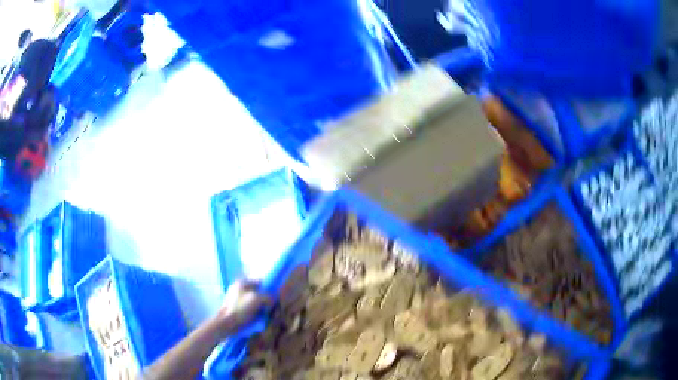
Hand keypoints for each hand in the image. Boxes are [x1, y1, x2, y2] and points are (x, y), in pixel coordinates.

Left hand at [216, 279, 271, 332]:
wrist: (226, 323)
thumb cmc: (240, 308)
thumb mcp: (257, 299)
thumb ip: (267, 297)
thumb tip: (272, 299)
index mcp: (242, 282)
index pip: (260, 282)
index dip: (268, 288)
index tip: (274, 297)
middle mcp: (239, 288)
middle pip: (258, 292)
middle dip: (265, 300)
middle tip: (269, 307)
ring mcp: (237, 299)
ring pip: (254, 302)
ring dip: (261, 308)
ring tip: (264, 314)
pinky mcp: (236, 308)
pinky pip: (250, 309)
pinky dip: (255, 313)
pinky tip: (257, 319)